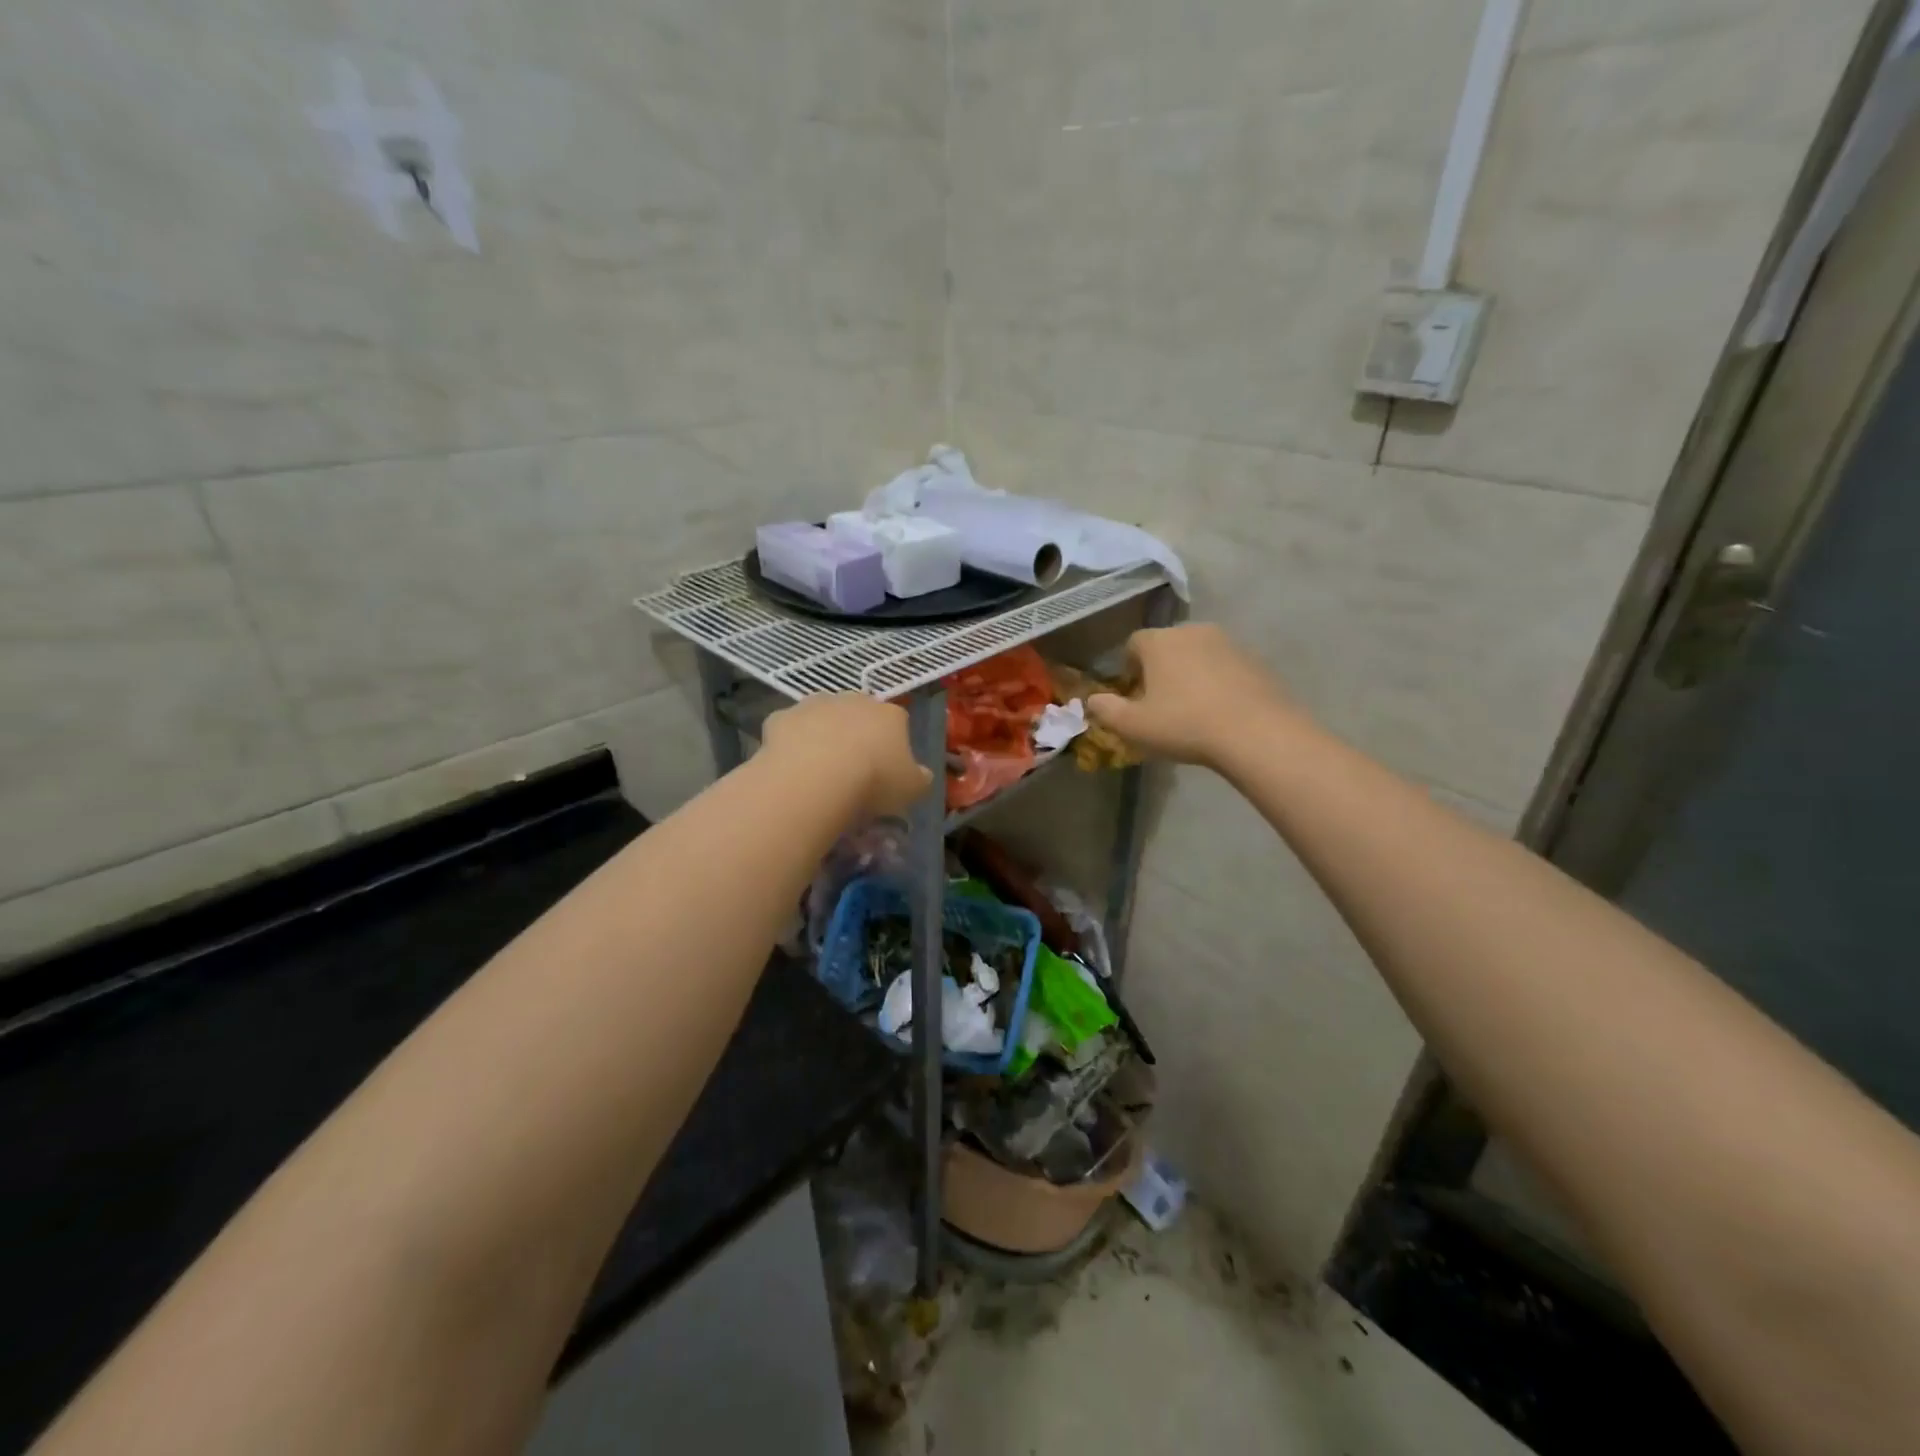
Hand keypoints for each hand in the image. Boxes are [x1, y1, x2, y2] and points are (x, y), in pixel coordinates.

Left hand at [762, 694, 932, 816]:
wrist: (816, 778)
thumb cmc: (874, 782)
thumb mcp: (912, 789)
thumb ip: (920, 778)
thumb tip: (921, 774)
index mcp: (890, 714)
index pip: (898, 721)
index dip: (893, 744)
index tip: (887, 769)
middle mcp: (853, 700)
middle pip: (858, 713)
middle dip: (857, 733)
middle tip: (852, 767)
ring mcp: (815, 705)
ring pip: (822, 716)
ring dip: (822, 733)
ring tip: (819, 768)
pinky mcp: (782, 717)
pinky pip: (789, 729)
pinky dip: (791, 742)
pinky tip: (791, 766)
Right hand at [1086, 624, 1295, 767]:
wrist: (1256, 732)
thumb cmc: (1185, 725)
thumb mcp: (1134, 726)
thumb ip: (1106, 710)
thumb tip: (1091, 700)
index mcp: (1159, 642)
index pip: (1134, 643)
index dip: (1129, 666)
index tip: (1132, 692)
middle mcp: (1193, 631)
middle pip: (1167, 645)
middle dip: (1160, 667)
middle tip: (1160, 701)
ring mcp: (1228, 643)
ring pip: (1198, 654)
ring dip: (1190, 673)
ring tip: (1192, 707)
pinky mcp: (1255, 660)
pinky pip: (1226, 666)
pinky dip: (1218, 681)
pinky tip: (1220, 710)